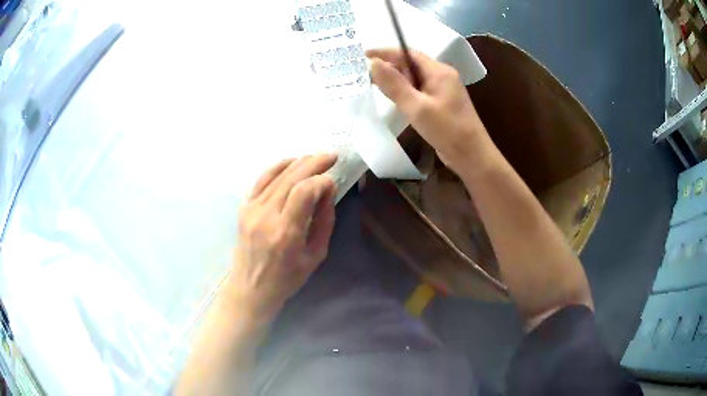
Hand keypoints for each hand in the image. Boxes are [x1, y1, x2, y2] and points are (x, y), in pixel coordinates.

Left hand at [230, 154, 337, 321]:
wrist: (251, 288)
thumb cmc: (287, 278)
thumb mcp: (315, 255)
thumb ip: (324, 221)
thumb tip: (327, 190)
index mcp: (286, 233)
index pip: (304, 192)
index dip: (321, 181)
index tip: (333, 183)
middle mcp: (266, 216)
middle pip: (291, 178)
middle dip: (314, 163)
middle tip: (332, 156)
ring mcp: (252, 210)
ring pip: (276, 175)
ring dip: (298, 162)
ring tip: (316, 156)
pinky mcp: (244, 208)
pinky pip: (261, 180)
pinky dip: (277, 167)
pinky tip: (291, 162)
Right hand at [367, 49, 488, 173]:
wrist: (472, 156)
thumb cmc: (447, 130)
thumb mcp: (417, 107)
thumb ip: (394, 84)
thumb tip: (372, 63)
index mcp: (439, 71)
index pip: (408, 53)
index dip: (385, 52)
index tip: (363, 55)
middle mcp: (442, 76)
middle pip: (411, 64)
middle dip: (389, 66)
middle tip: (364, 73)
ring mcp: (443, 90)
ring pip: (414, 79)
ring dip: (396, 80)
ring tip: (373, 85)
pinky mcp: (441, 104)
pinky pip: (419, 91)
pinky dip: (404, 92)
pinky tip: (393, 100)